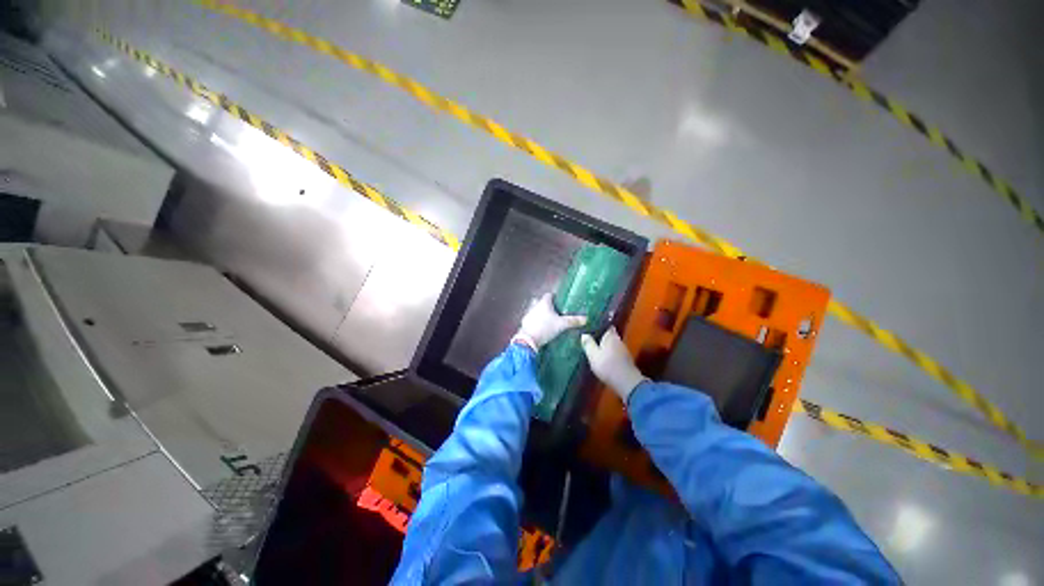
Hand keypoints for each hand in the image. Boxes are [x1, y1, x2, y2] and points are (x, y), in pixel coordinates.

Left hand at [512, 293, 587, 350]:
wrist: (528, 340)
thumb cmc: (546, 328)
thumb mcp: (562, 325)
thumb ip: (573, 321)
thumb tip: (586, 318)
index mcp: (544, 302)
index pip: (549, 295)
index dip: (555, 297)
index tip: (560, 302)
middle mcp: (535, 305)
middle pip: (540, 301)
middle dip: (546, 305)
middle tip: (554, 311)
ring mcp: (528, 313)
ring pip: (534, 309)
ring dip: (540, 313)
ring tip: (548, 320)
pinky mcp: (524, 322)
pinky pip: (531, 318)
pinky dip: (535, 321)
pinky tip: (540, 327)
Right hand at [581, 327, 647, 403]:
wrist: (626, 382)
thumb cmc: (607, 366)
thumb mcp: (593, 355)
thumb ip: (588, 344)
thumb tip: (584, 334)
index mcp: (610, 336)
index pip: (605, 325)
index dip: (598, 325)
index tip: (590, 326)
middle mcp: (618, 340)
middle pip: (609, 334)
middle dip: (601, 335)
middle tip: (590, 336)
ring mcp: (623, 349)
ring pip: (612, 343)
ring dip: (605, 344)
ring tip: (595, 346)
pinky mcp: (625, 359)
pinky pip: (615, 351)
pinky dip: (609, 352)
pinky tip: (604, 356)